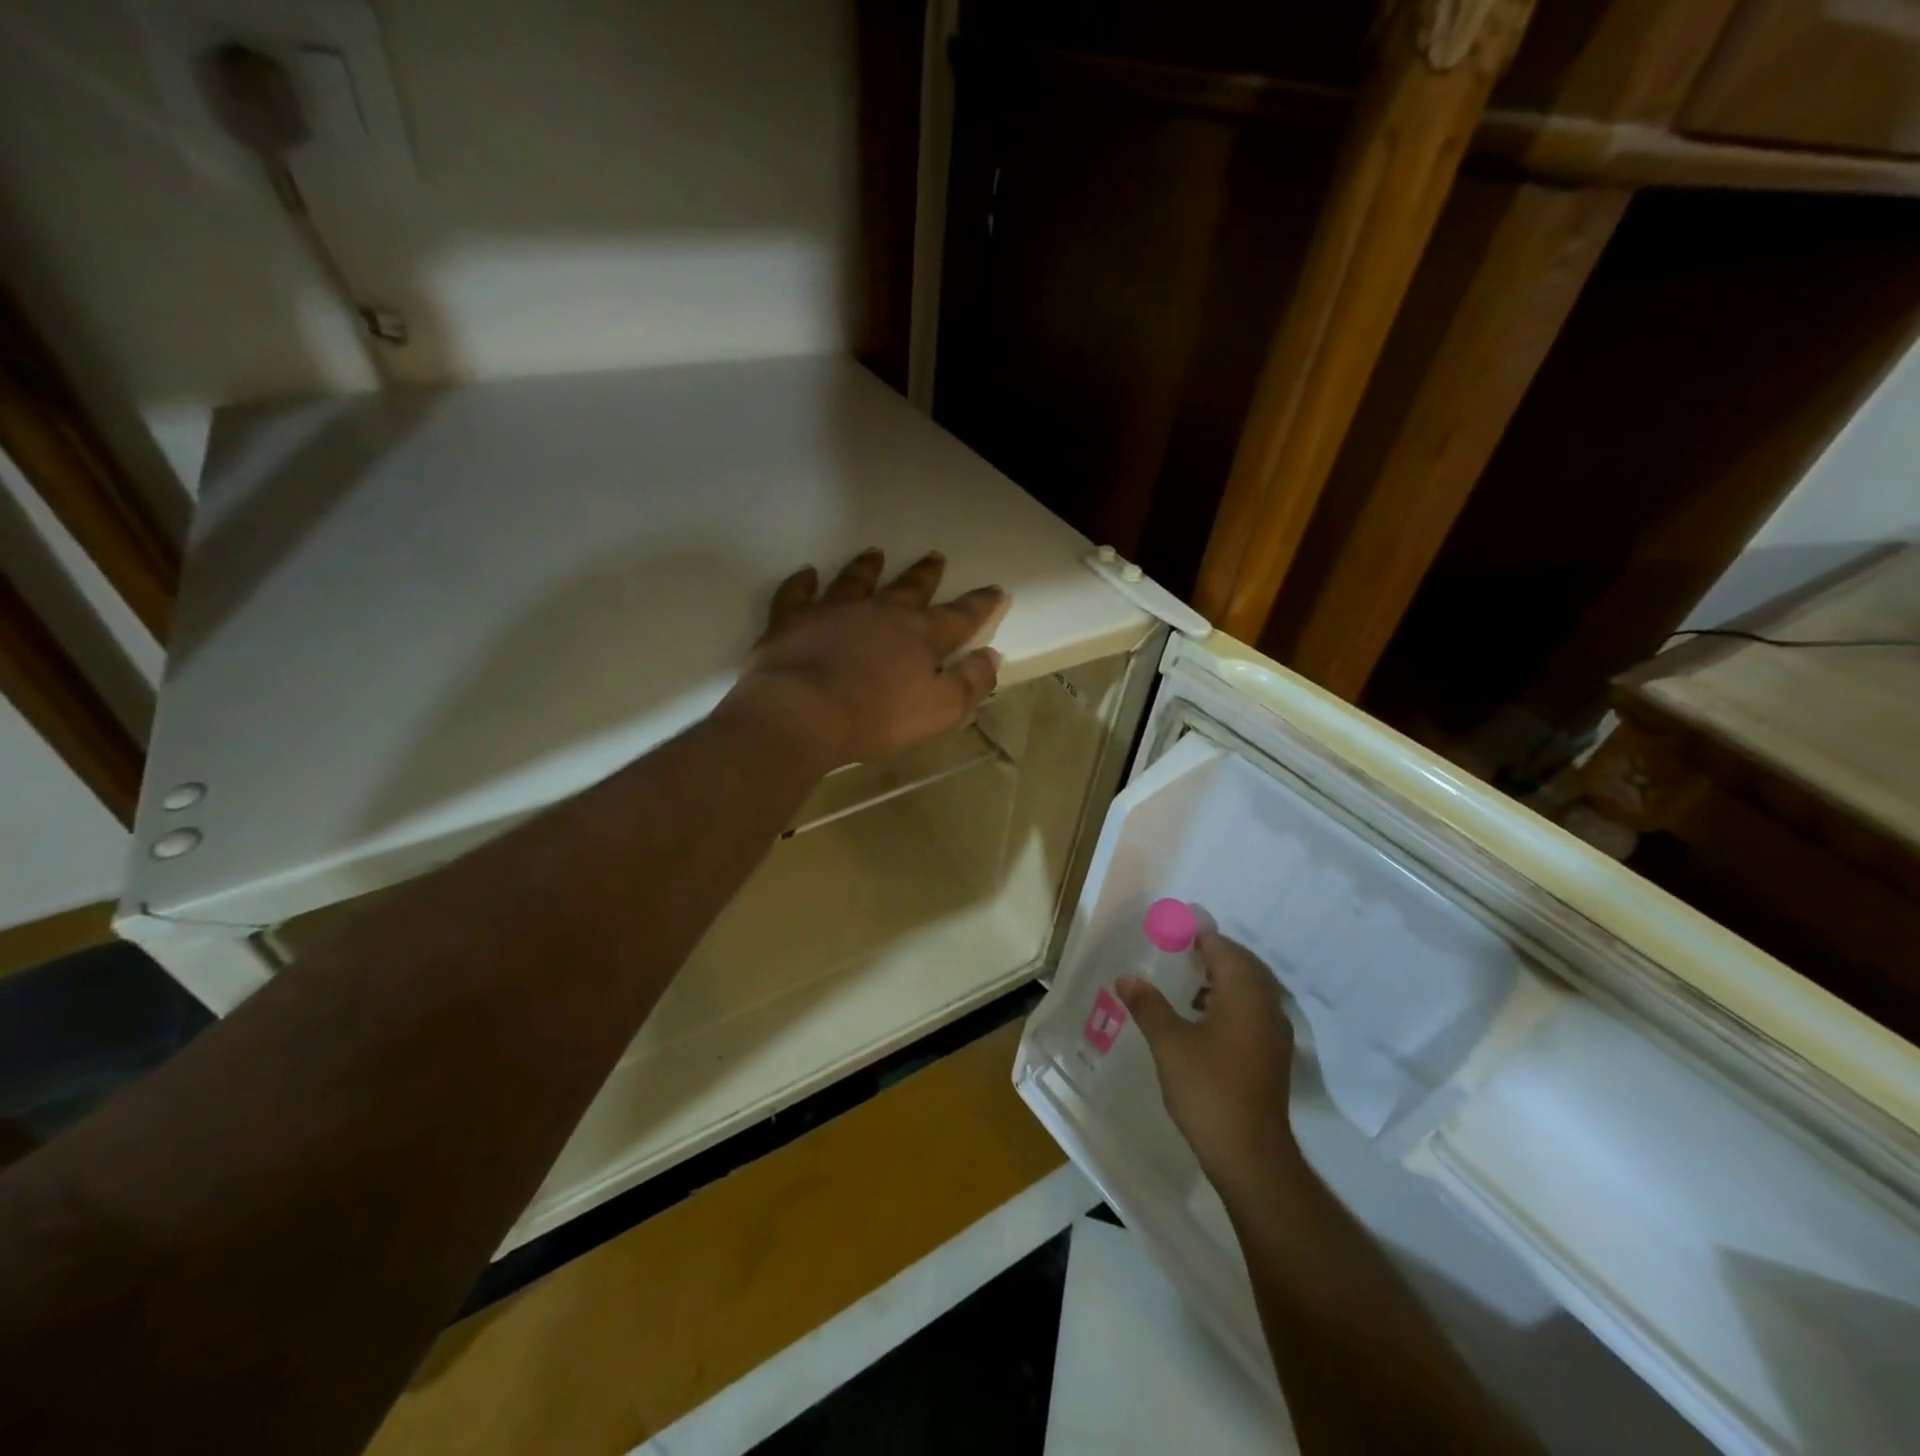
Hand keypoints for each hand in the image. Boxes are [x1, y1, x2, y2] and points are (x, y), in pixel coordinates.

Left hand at [723, 549, 1004, 770]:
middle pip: (909, 588)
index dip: (980, 604)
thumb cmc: (876, 718)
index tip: (996, 590)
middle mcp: (880, 612)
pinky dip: (802, 582)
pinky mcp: (793, 620)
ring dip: (867, 567)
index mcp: (919, 636)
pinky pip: (797, 593)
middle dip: (926, 574)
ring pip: (855, 580)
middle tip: (935, 557)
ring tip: (875, 554)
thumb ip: (970, 683)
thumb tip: (992, 656)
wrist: (801, 713)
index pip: (959, 616)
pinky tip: (806, 574)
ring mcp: (834, 611)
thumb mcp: (940, 711)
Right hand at [1118, 933, 1299, 1195]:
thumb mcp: (1169, 1043)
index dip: (1199, 936)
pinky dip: (1230, 1003)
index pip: (1224, 948)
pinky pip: (1253, 1011)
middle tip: (1179, 950)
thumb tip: (1127, 978)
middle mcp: (1266, 1006)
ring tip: (1187, 981)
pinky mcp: (1273, 1056)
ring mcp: (1274, 1033)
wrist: (1250, 1155)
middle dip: (1213, 954)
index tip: (1173, 929)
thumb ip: (1148, 1005)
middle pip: (1242, 965)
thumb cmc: (1208, 1089)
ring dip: (1222, 979)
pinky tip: (1203, 1017)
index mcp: (1245, 994)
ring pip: (1250, 990)